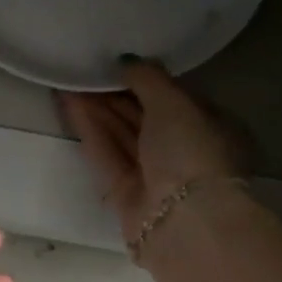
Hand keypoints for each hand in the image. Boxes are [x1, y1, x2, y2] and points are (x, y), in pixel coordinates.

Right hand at [59, 60, 246, 239]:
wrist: (184, 221)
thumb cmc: (192, 151)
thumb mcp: (175, 102)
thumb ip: (149, 78)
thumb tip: (126, 60)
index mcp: (212, 128)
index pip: (177, 98)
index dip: (147, 79)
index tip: (118, 62)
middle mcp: (186, 152)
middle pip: (146, 117)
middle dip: (116, 94)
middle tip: (85, 67)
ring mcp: (155, 176)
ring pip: (123, 135)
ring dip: (98, 108)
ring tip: (69, 79)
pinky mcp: (127, 194)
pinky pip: (107, 154)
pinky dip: (90, 129)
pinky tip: (69, 103)